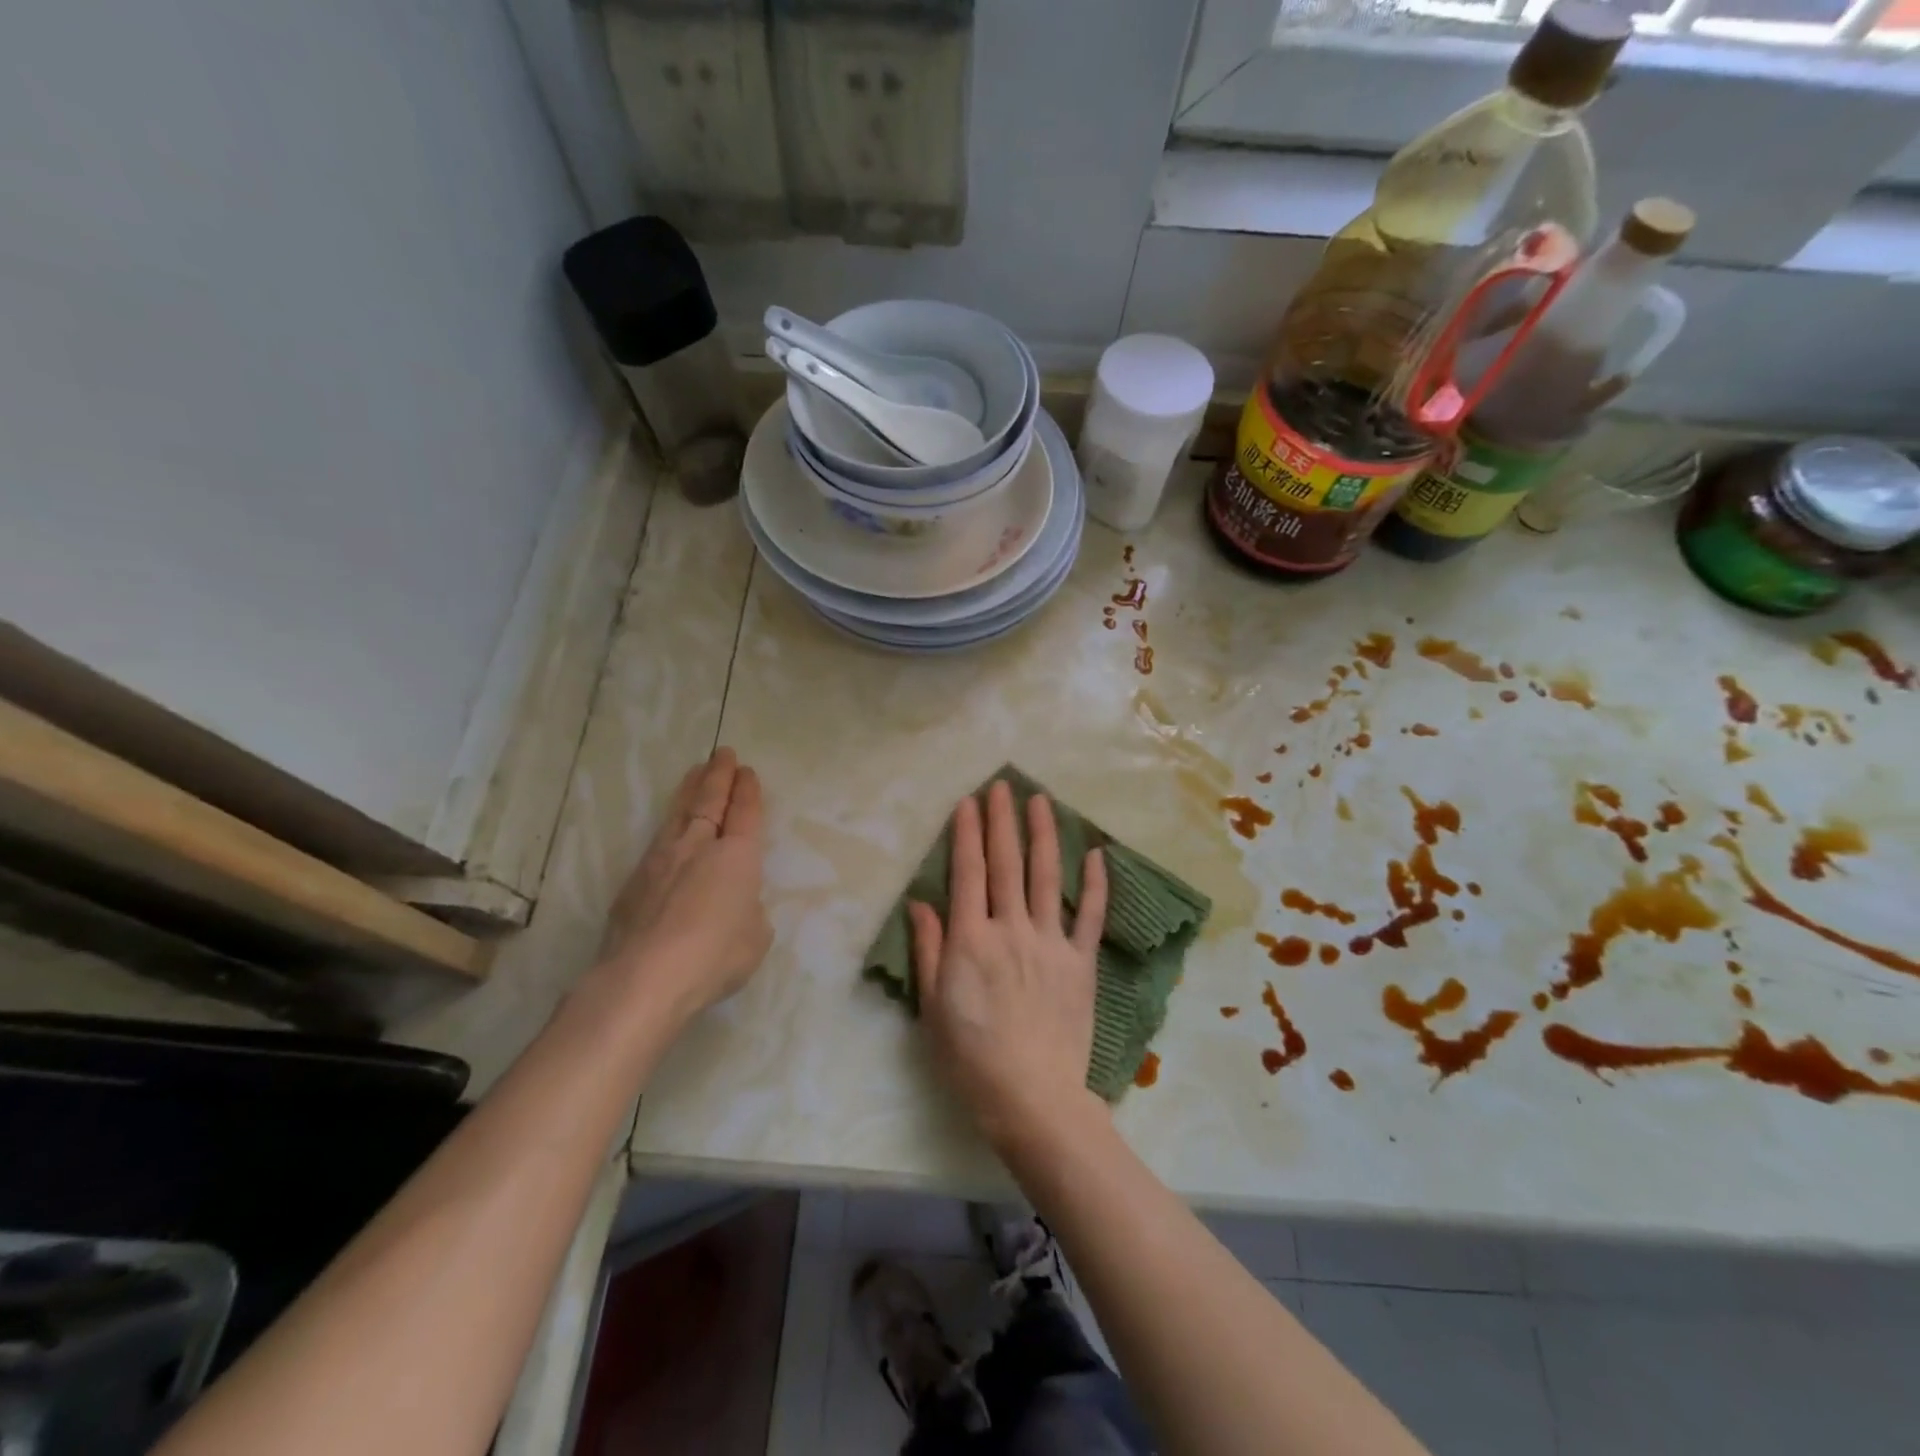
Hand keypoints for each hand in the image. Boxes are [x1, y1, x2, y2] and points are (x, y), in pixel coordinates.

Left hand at [600, 748, 772, 1027]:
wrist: (646, 976)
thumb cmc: (716, 955)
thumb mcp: (756, 936)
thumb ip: (749, 911)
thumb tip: (735, 906)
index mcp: (738, 856)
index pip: (745, 813)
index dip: (748, 791)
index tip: (747, 771)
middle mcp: (699, 847)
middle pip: (710, 801)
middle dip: (718, 775)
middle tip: (722, 753)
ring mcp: (661, 861)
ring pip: (678, 814)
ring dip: (689, 790)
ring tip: (694, 773)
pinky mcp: (633, 882)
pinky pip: (656, 845)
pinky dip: (668, 829)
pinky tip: (668, 833)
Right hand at [910, 781, 1109, 1150]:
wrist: (1032, 1097)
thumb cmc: (971, 1058)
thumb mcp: (933, 1007)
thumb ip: (929, 950)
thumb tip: (921, 902)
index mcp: (971, 939)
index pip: (967, 873)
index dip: (967, 834)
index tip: (969, 802)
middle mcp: (1011, 929)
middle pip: (1006, 864)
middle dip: (1002, 821)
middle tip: (1003, 786)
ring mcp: (1050, 943)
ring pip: (1046, 877)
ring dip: (1043, 835)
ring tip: (1041, 800)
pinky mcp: (1081, 962)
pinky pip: (1089, 916)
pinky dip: (1095, 884)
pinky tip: (1096, 854)